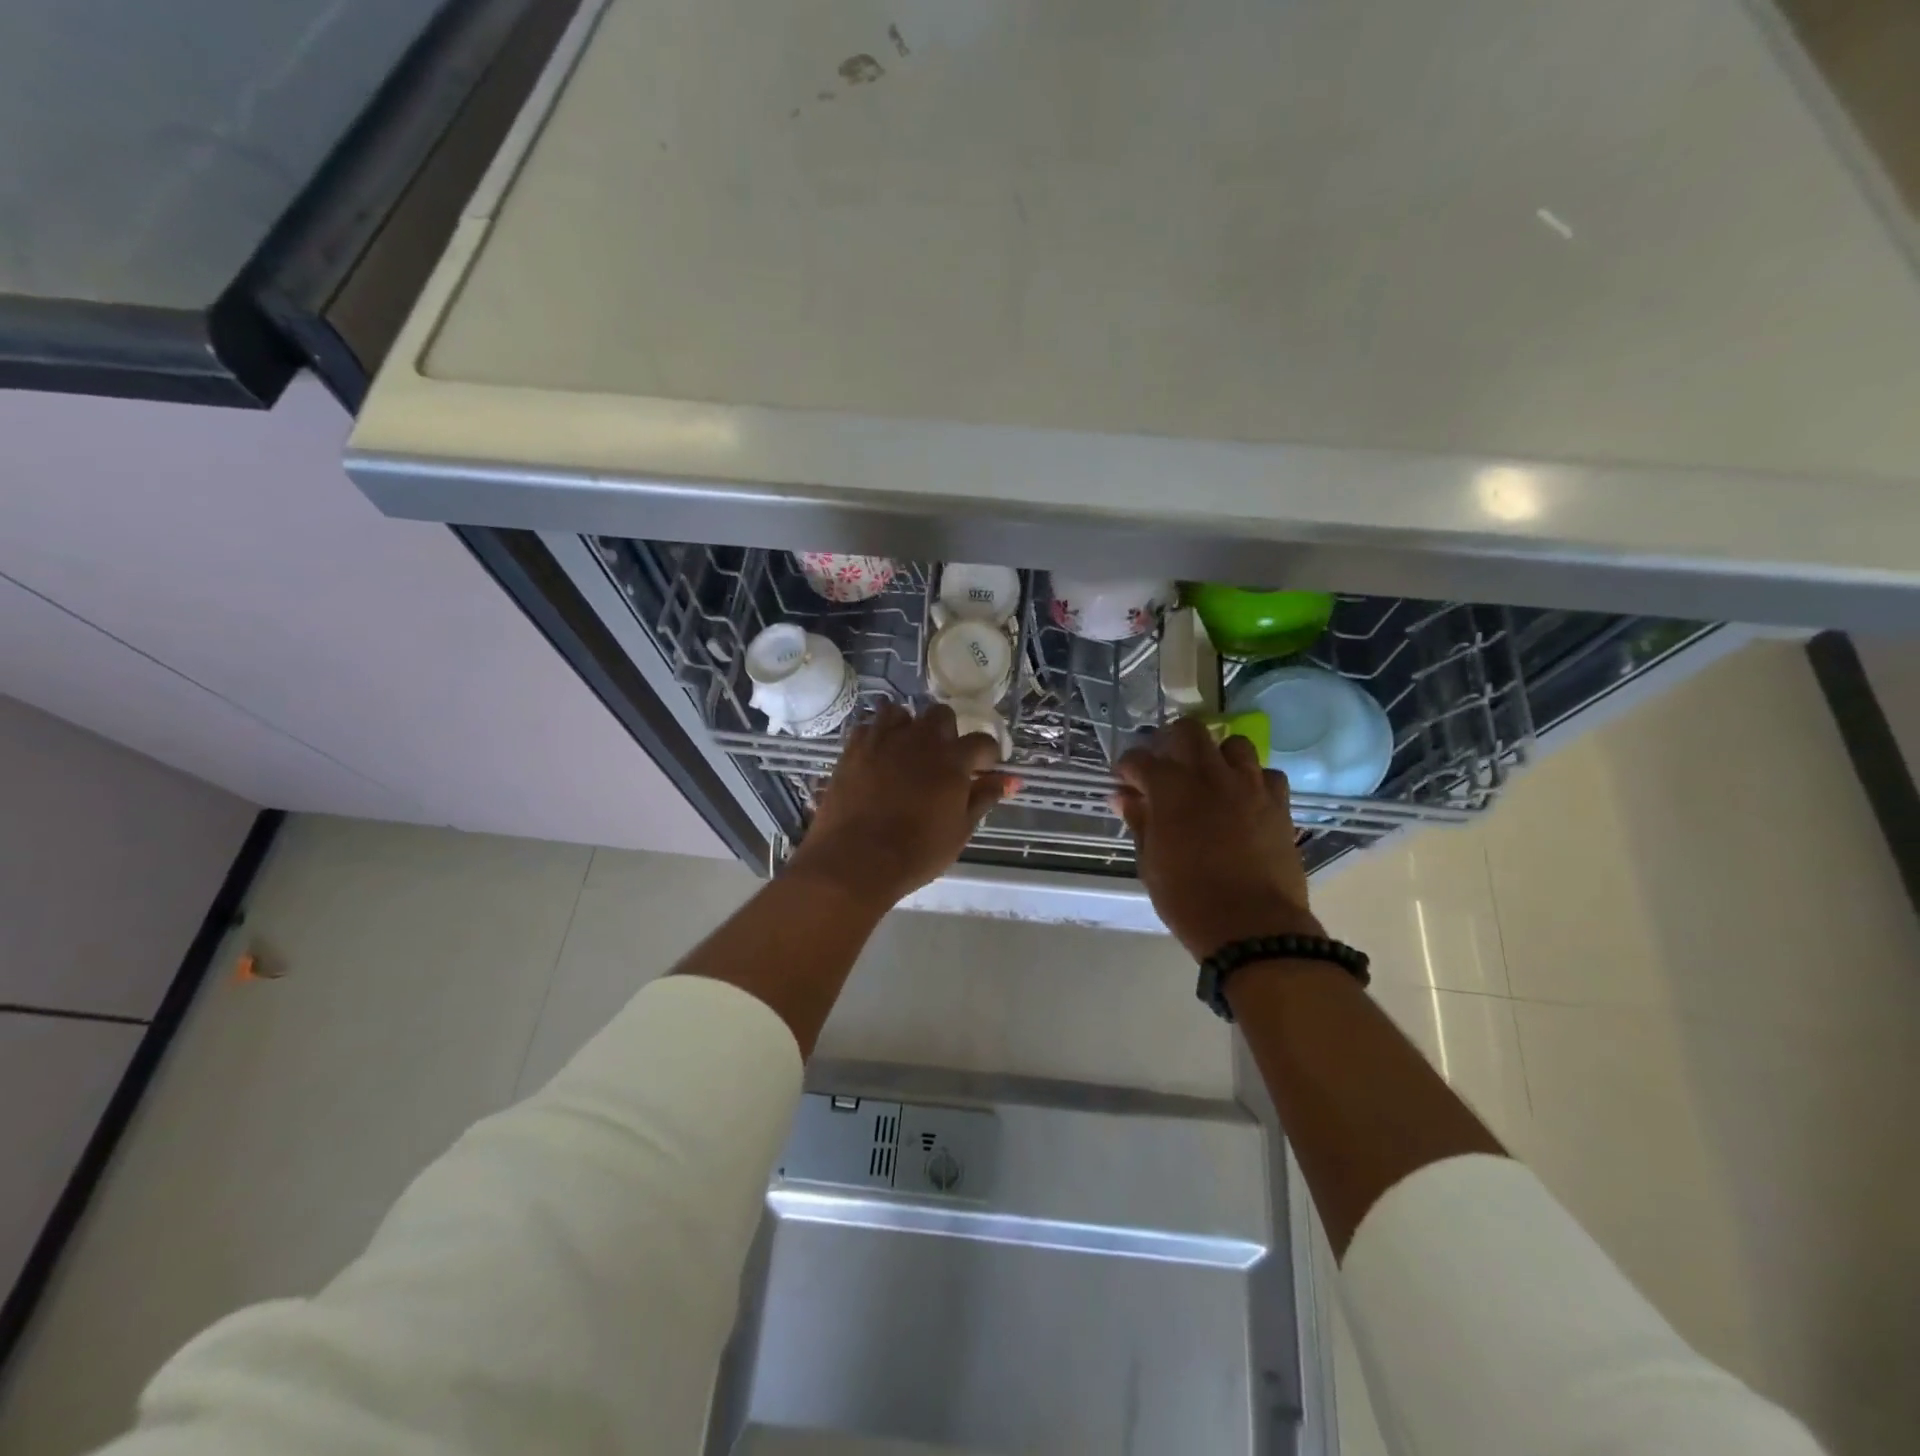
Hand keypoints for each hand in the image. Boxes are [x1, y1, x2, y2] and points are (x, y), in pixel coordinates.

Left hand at [784, 701, 1017, 906]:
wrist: (856, 860)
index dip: (988, 755)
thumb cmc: (916, 852)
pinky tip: (879, 756)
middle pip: (942, 715)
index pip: (982, 741)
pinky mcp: (854, 747)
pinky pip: (869, 726)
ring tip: (908, 753)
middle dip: (948, 733)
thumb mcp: (960, 830)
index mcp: (953, 760)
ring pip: (902, 712)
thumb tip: (1010, 780)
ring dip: (910, 727)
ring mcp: (883, 739)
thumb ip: (984, 798)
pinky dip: (878, 735)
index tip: (984, 770)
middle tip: (944, 761)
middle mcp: (920, 739)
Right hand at [1114, 717, 1320, 958]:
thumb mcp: (1150, 863)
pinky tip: (1243, 799)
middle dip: (1170, 741)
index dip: (1127, 767)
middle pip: (1188, 731)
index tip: (1124, 782)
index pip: (1140, 759)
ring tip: (1208, 778)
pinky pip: (1267, 774)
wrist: (1252, 927)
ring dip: (1216, 755)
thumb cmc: (1188, 899)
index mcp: (1170, 789)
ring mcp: (1249, 786)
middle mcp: (1210, 775)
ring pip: (1234, 744)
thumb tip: (1124, 798)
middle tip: (1164, 765)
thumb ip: (1139, 822)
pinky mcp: (1279, 804)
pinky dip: (1252, 780)